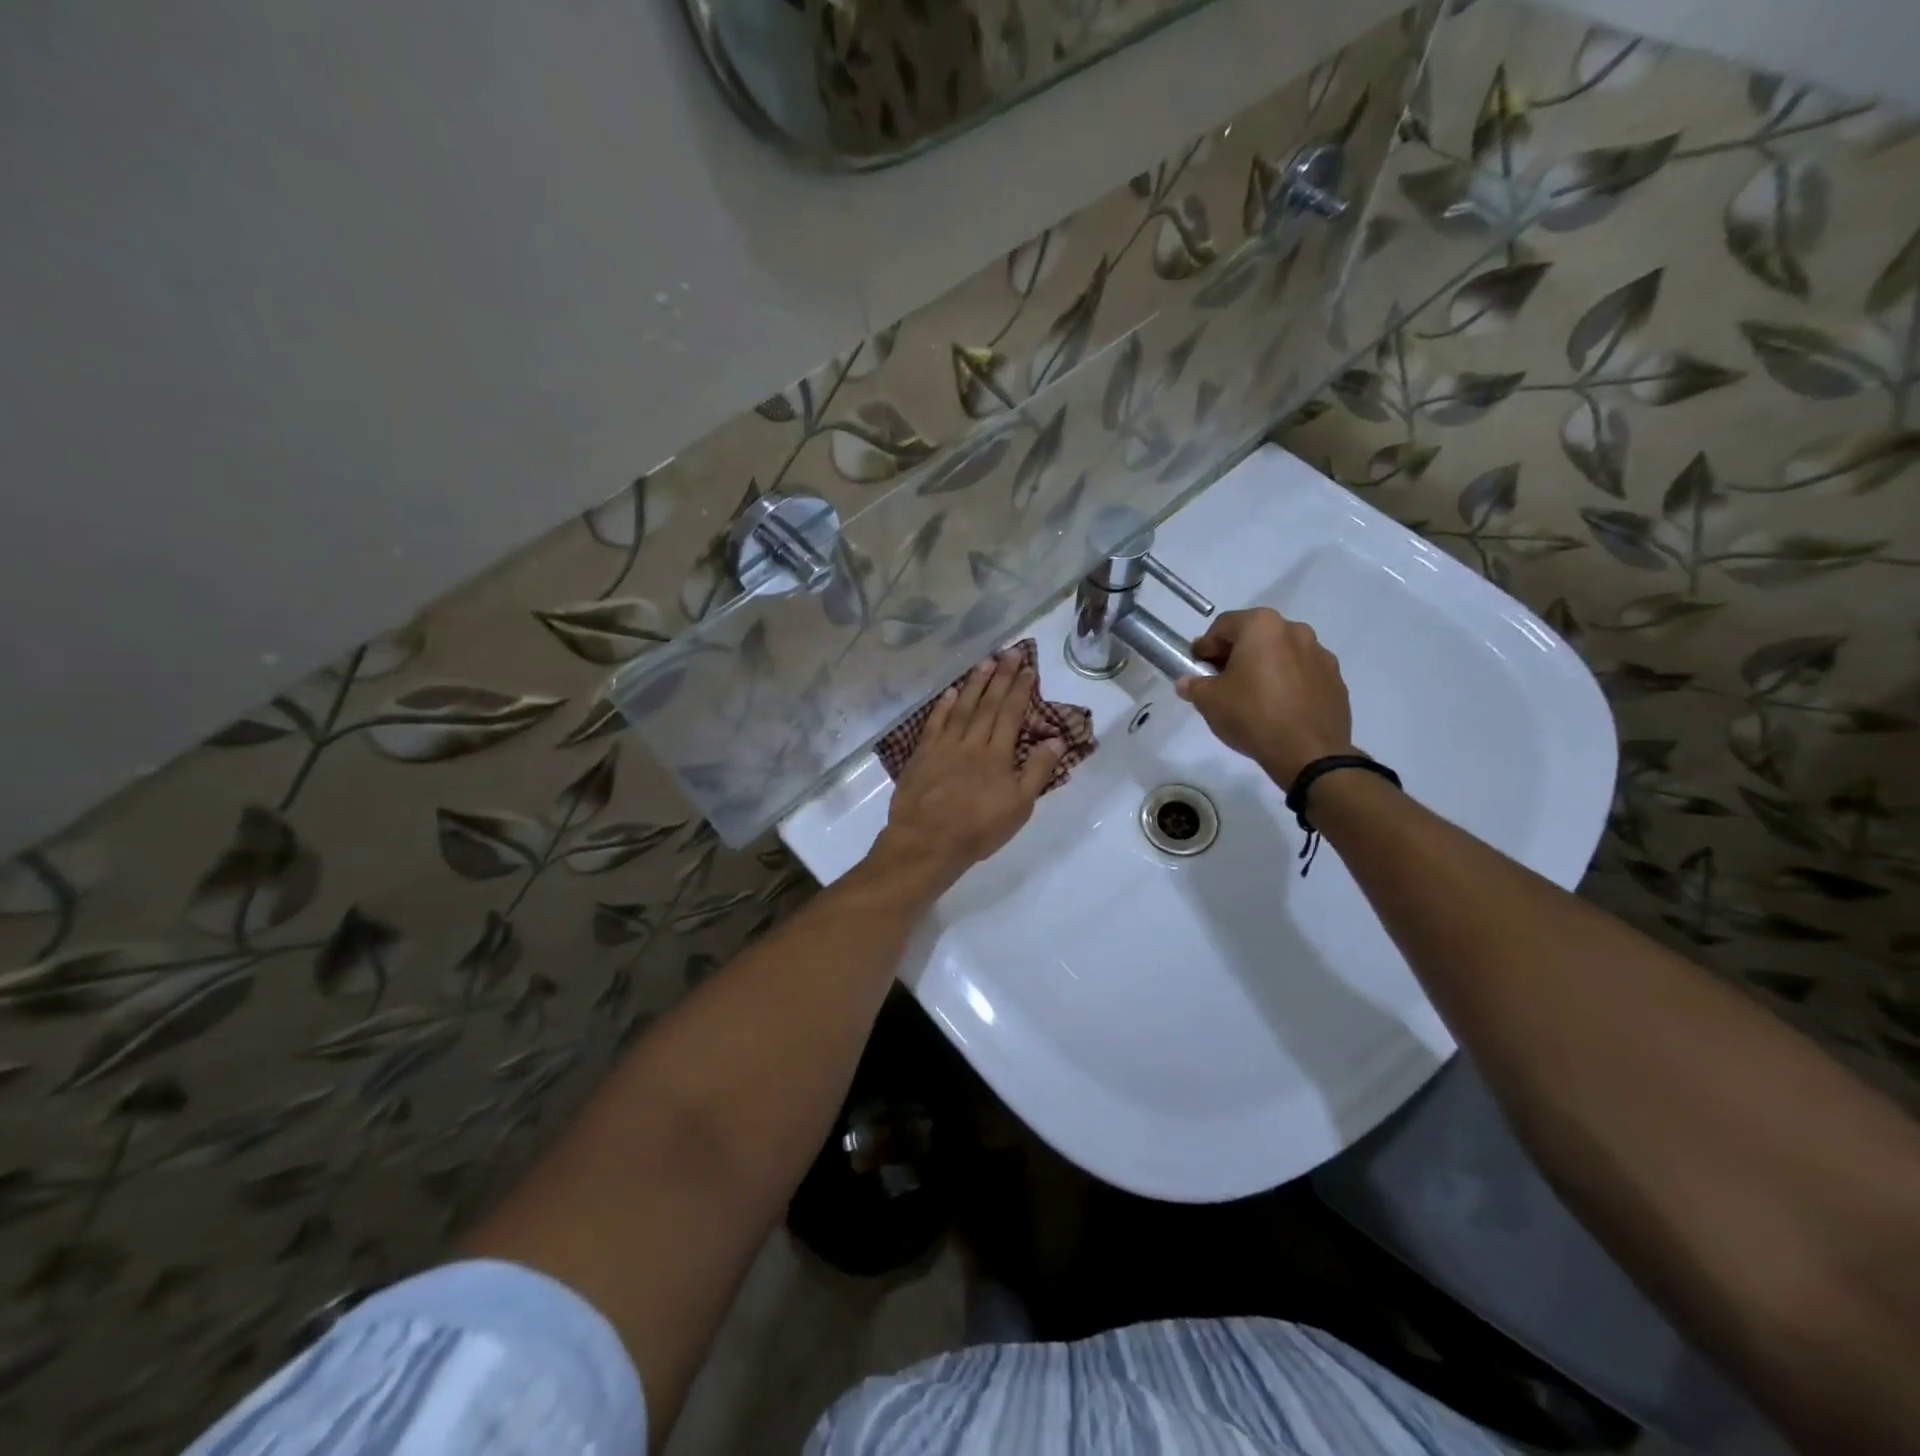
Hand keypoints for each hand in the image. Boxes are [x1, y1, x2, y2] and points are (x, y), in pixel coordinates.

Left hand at [870, 649, 1064, 895]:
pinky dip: (943, 706)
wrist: (927, 842)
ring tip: (985, 662)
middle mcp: (972, 743)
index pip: (1011, 714)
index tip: (1027, 668)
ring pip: (962, 708)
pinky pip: (935, 723)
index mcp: (998, 755)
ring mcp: (944, 746)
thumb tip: (1055, 739)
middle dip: (1001, 676)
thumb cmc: (978, 829)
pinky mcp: (922, 755)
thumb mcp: (1019, 807)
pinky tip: (950, 692)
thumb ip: (1037, 771)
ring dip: (975, 684)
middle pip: (989, 704)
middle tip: (1009, 652)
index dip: (1020, 689)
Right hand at [1175, 607, 1355, 786]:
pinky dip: (1287, 682)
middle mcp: (1295, 630)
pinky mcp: (1335, 679)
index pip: (1223, 626)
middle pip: (1255, 636)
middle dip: (1235, 655)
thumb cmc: (1252, 715)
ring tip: (1252, 696)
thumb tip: (1187, 682)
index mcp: (1262, 626)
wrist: (1308, 752)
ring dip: (1263, 667)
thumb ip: (1194, 685)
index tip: (1197, 667)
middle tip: (1221, 681)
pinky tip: (1278, 707)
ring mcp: (1320, 654)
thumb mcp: (1209, 701)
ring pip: (1281, 653)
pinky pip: (1302, 673)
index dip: (1205, 646)